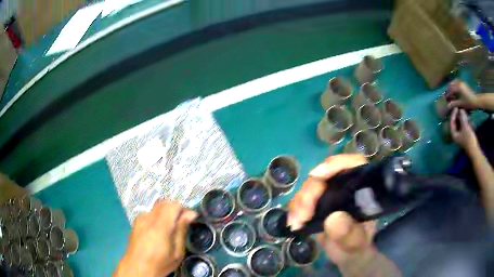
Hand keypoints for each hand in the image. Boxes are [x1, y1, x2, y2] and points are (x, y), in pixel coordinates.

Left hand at [114, 201, 197, 276]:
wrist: (137, 267)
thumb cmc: (161, 263)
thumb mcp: (177, 253)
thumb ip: (182, 231)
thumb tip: (191, 214)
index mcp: (160, 227)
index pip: (174, 206)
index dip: (184, 210)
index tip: (189, 220)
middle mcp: (148, 218)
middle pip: (165, 203)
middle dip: (176, 209)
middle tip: (181, 224)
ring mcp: (141, 218)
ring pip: (158, 207)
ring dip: (167, 212)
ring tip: (170, 229)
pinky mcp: (137, 221)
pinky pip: (151, 212)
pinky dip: (159, 216)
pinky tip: (159, 231)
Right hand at [287, 154, 375, 264]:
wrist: (348, 256)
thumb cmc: (359, 248)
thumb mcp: (359, 245)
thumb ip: (351, 235)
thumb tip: (334, 218)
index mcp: (363, 191)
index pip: (354, 165)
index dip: (336, 164)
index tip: (318, 175)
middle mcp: (346, 188)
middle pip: (326, 176)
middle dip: (311, 191)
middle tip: (304, 214)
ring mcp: (330, 195)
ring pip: (311, 186)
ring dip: (300, 202)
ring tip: (297, 222)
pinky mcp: (317, 205)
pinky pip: (302, 200)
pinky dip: (295, 209)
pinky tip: (294, 223)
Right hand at [447, 80, 478, 109]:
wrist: (476, 100)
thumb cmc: (468, 103)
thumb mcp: (461, 104)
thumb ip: (454, 103)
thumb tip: (448, 105)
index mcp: (457, 87)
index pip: (450, 90)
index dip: (447, 95)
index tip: (445, 99)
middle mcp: (458, 82)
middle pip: (451, 84)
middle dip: (449, 90)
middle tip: (448, 96)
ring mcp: (461, 82)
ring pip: (454, 83)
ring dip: (452, 87)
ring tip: (452, 93)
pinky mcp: (463, 84)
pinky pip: (457, 83)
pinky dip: (455, 86)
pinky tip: (456, 91)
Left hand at [450, 108, 478, 152]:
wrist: (475, 150)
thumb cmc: (469, 139)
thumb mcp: (465, 126)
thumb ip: (462, 117)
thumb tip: (460, 109)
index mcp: (454, 134)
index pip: (452, 122)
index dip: (454, 114)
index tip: (456, 107)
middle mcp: (456, 136)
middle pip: (456, 123)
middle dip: (458, 115)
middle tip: (460, 108)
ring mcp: (461, 136)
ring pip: (460, 124)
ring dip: (462, 118)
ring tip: (464, 112)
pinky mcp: (465, 137)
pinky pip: (464, 127)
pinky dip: (465, 122)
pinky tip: (468, 118)